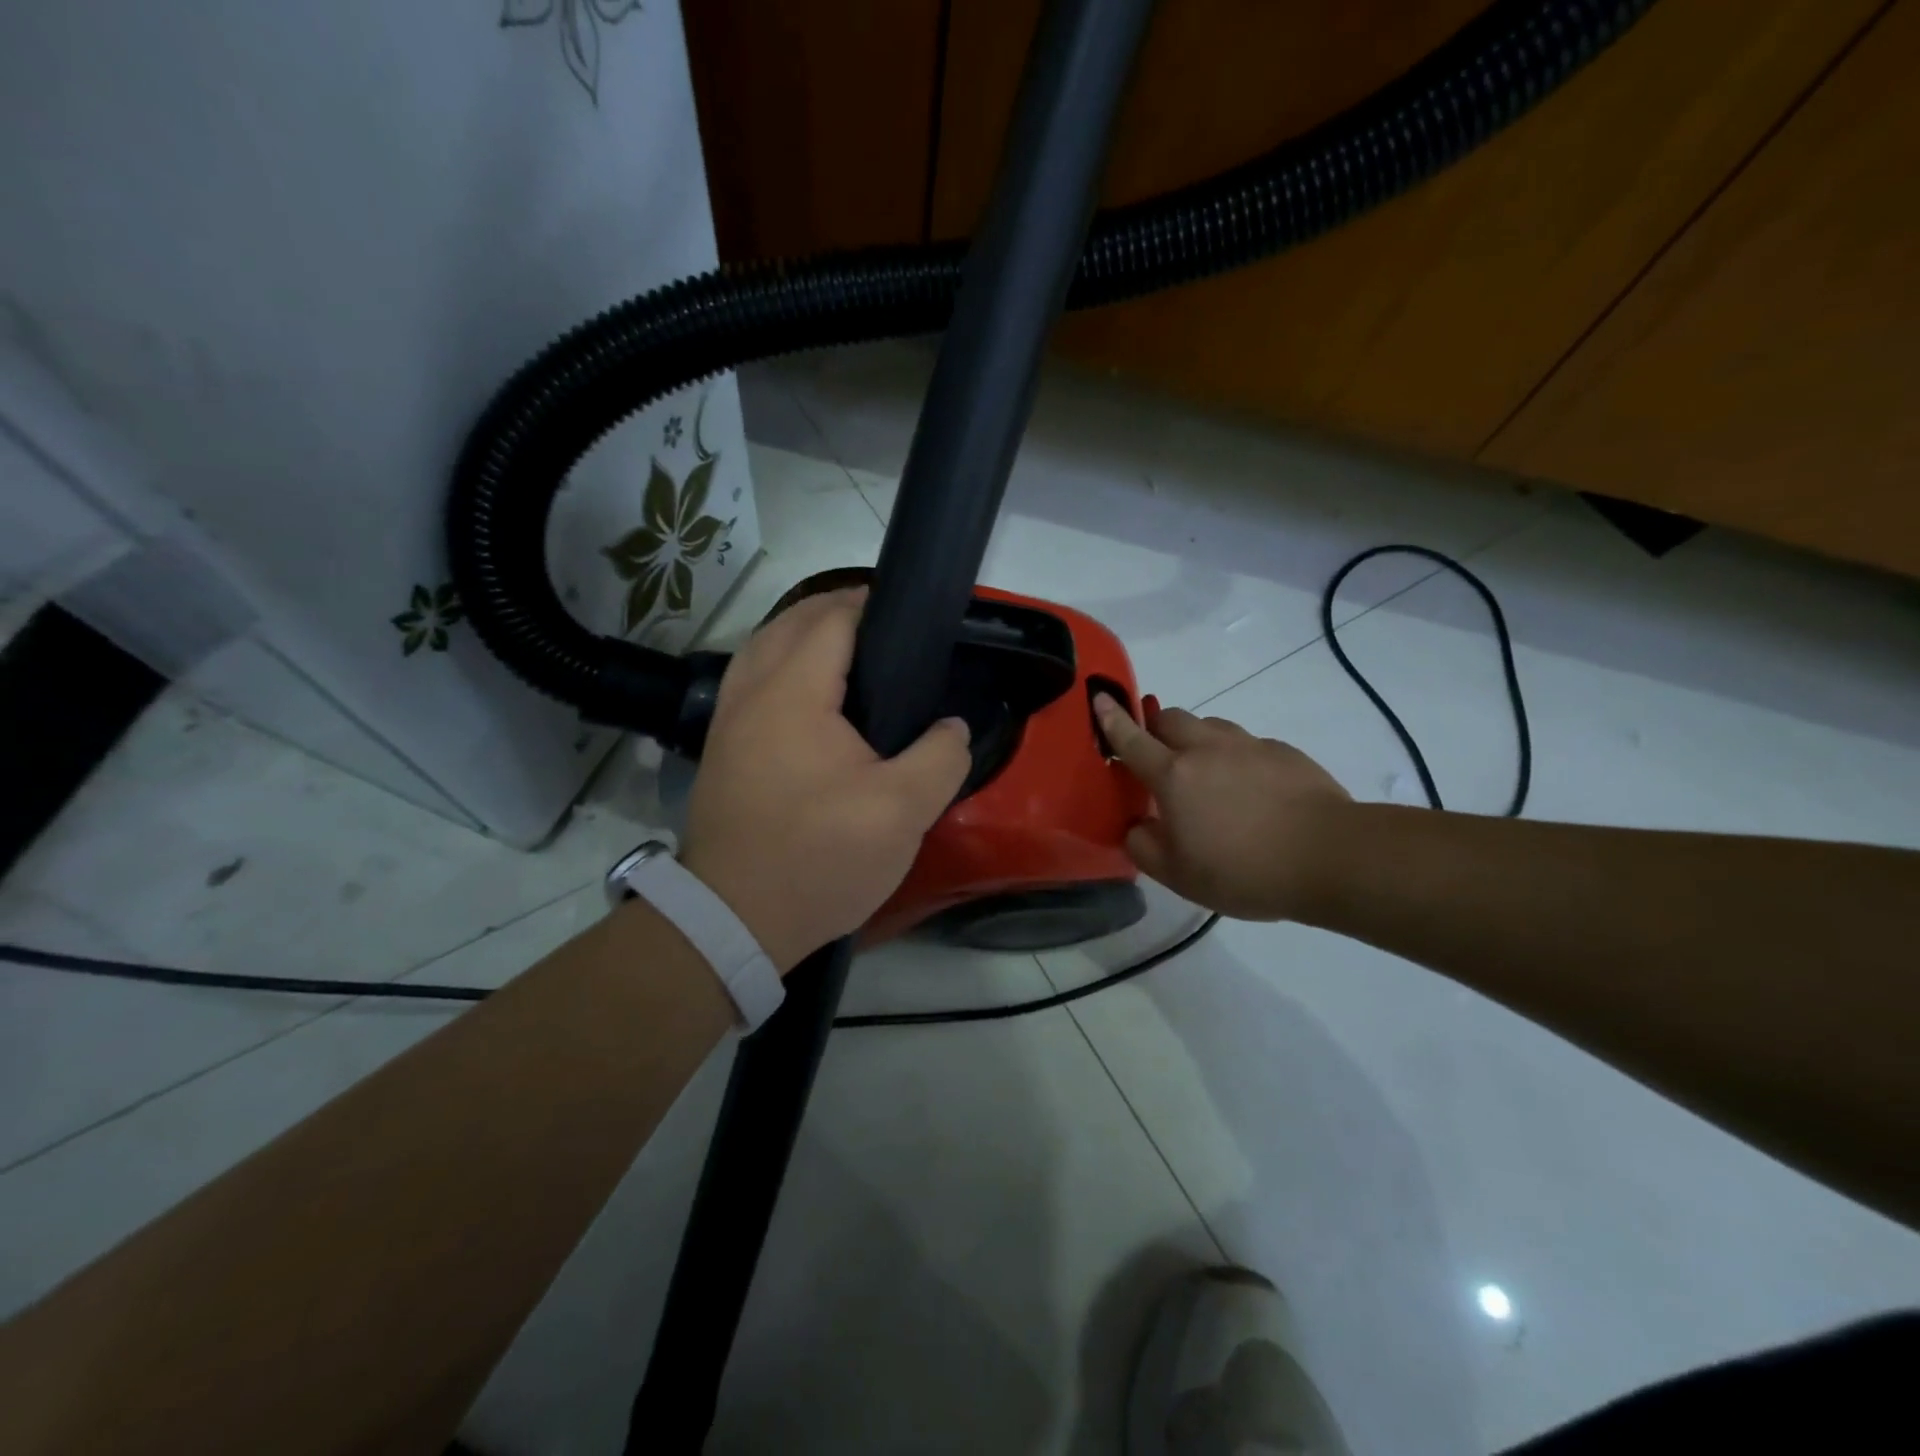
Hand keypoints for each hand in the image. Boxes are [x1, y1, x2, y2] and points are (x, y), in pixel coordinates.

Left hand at [681, 589, 972, 971]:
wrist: (734, 919)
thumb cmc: (819, 858)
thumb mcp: (901, 812)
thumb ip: (940, 757)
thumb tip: (953, 727)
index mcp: (792, 692)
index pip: (832, 618)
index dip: (873, 605)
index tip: (915, 616)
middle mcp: (750, 691)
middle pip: (791, 622)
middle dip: (838, 611)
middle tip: (890, 631)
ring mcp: (727, 720)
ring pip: (764, 648)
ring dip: (805, 636)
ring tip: (854, 655)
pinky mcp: (722, 748)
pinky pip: (753, 680)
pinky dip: (783, 665)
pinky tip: (815, 697)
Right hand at [1093, 695, 1352, 920]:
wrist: (1330, 856)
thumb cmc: (1244, 870)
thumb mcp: (1179, 876)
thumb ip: (1144, 847)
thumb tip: (1136, 826)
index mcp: (1174, 776)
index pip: (1132, 739)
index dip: (1111, 719)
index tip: (1099, 698)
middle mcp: (1207, 749)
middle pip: (1171, 718)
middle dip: (1156, 728)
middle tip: (1160, 757)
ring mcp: (1249, 746)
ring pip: (1211, 726)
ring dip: (1198, 741)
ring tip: (1210, 776)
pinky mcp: (1284, 752)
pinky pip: (1248, 744)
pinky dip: (1238, 758)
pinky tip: (1253, 792)